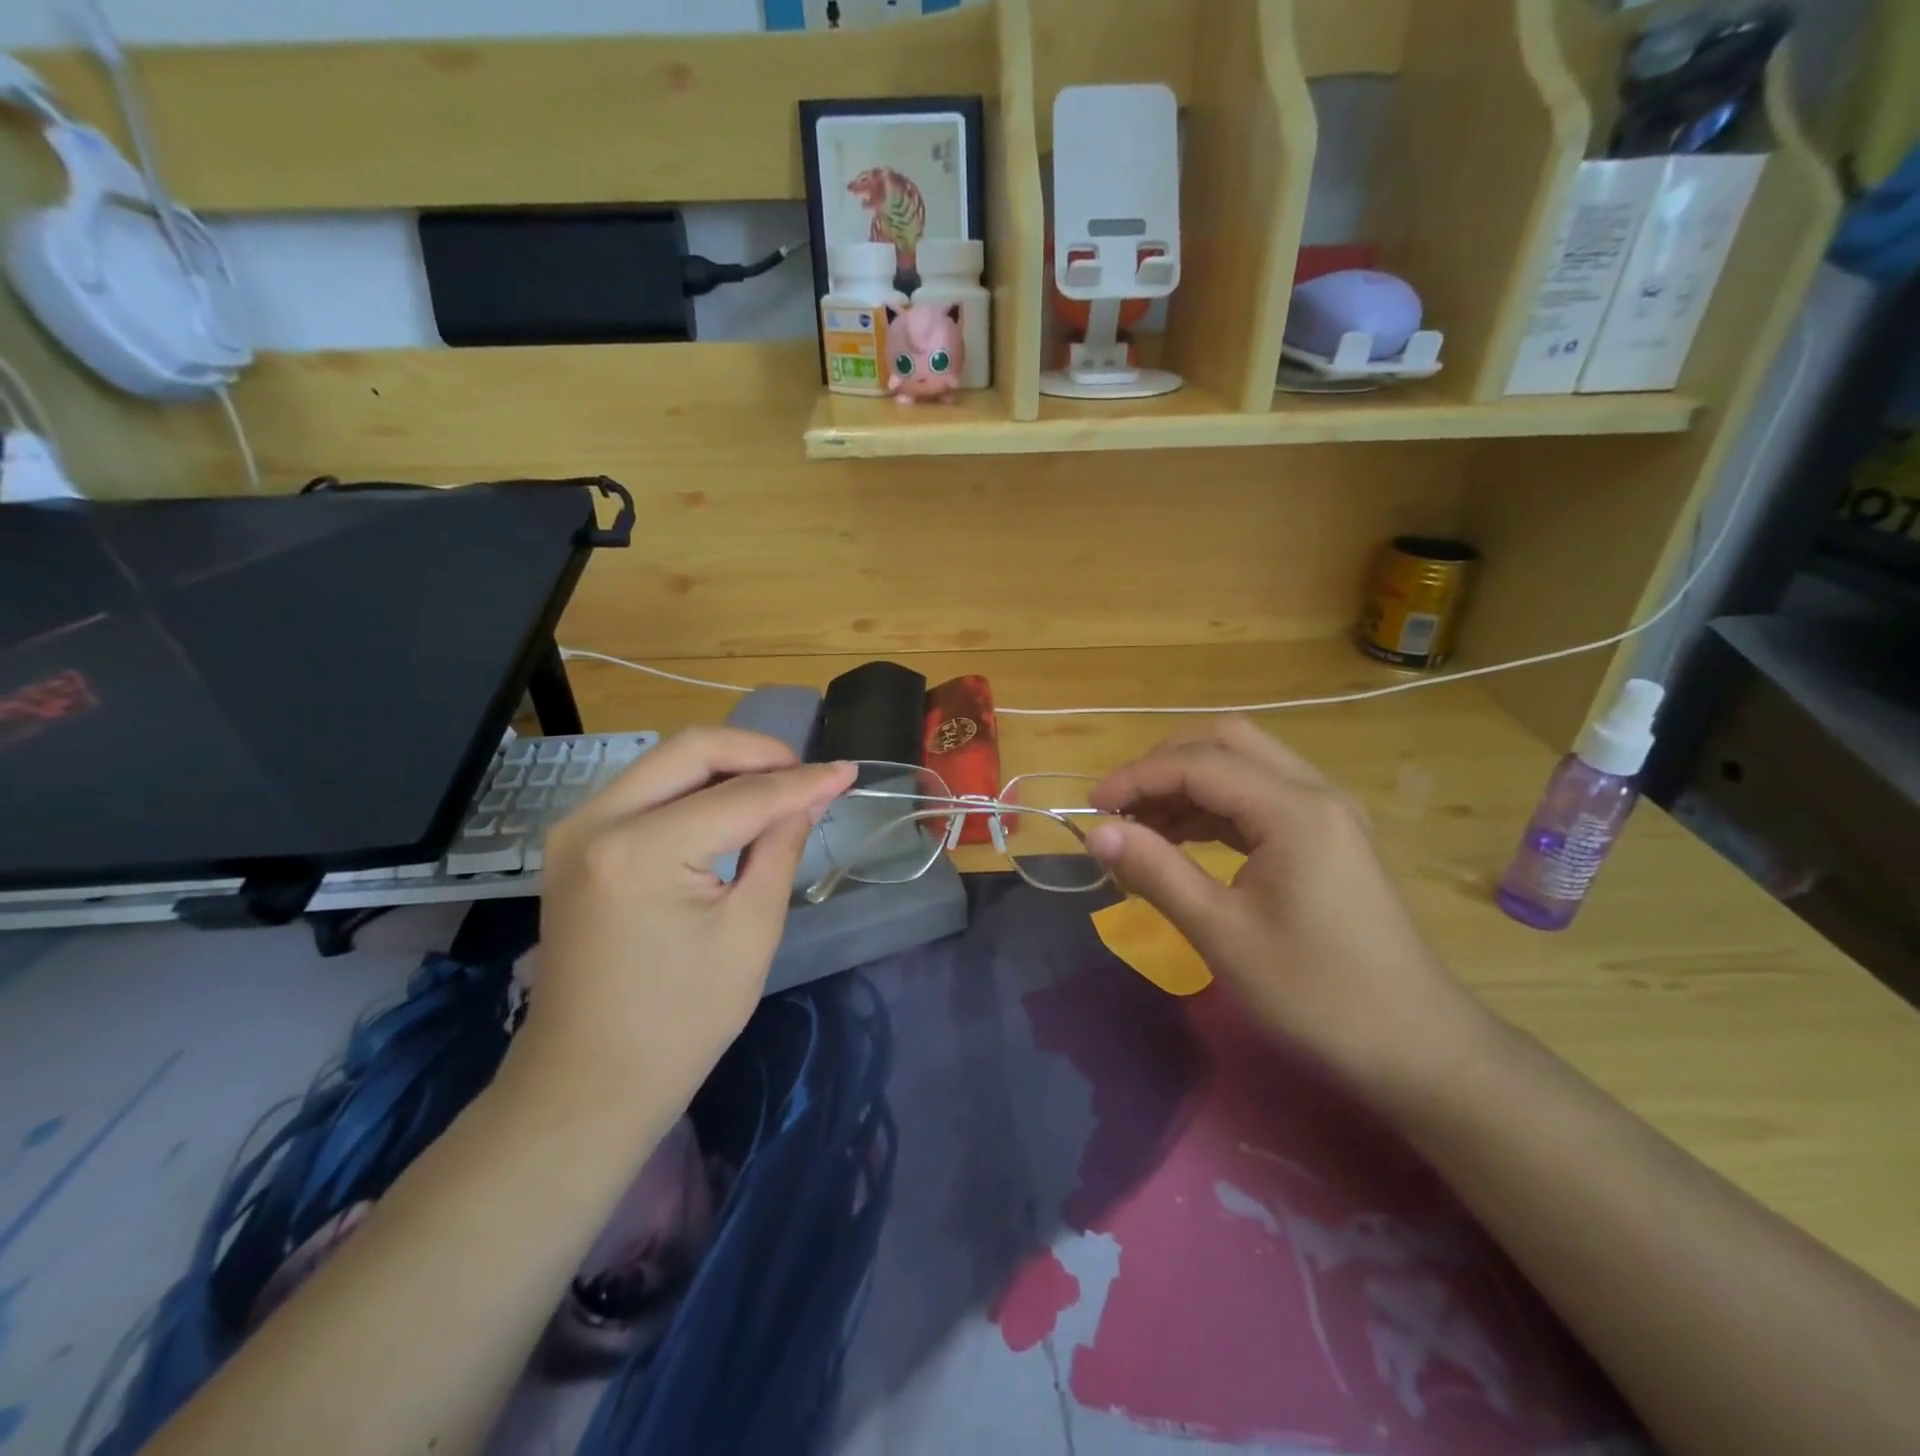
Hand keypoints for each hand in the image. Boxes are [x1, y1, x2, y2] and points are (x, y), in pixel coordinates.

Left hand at [505, 729, 854, 1120]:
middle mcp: (596, 821)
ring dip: (727, 764)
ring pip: (666, 761)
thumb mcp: (751, 932)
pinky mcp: (574, 842)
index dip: (801, 782)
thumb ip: (781, 847)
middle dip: (759, 753)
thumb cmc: (681, 1020)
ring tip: (779, 788)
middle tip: (808, 776)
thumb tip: (811, 795)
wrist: (588, 1081)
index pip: (739, 796)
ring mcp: (576, 828)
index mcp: (640, 851)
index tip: (847, 772)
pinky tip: (732, 804)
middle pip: (691, 750)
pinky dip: (695, 786)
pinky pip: (646, 788)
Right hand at [1087, 718, 1482, 1085]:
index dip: (1137, 777)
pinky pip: (1259, 797)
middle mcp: (1314, 792)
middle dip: (1163, 764)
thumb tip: (1097, 833)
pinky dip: (1214, 806)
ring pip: (1243, 765)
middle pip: (1226, 741)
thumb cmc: (1315, 993)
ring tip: (1140, 826)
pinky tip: (1181, 839)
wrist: (1416, 1046)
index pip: (1198, 764)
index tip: (1091, 807)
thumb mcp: (1222, 933)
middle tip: (1120, 806)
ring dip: (1187, 783)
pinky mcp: (1326, 837)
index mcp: (1293, 809)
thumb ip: (1156, 871)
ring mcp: (1325, 812)